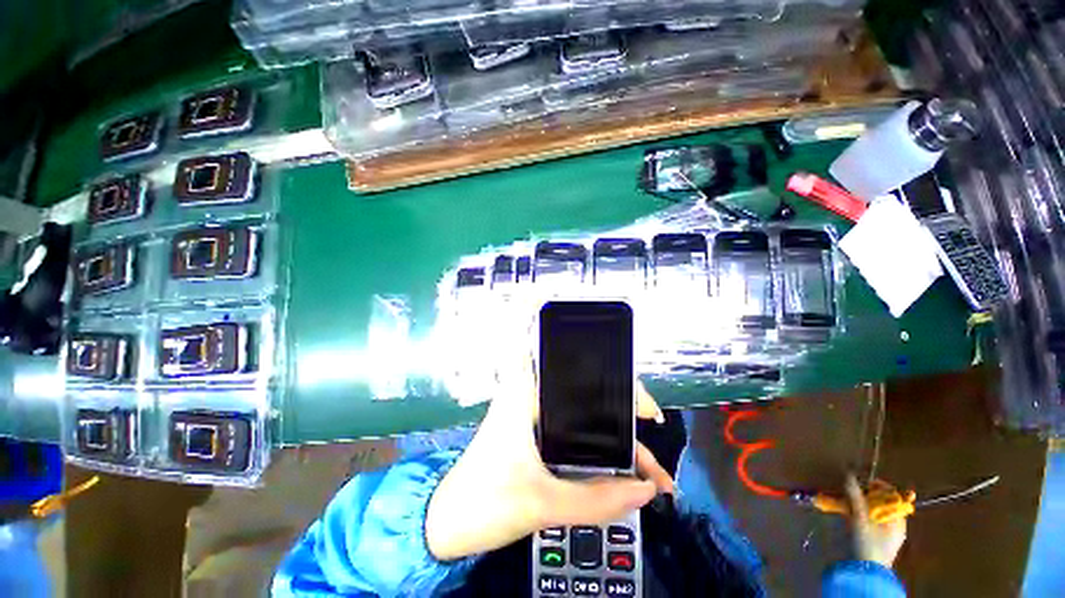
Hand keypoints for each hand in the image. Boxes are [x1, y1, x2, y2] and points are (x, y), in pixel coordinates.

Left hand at [425, 358, 673, 560]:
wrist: (446, 523)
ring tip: (648, 469)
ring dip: (616, 439)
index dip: (614, 378)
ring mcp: (535, 415)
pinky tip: (620, 469)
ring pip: (586, 417)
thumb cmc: (484, 503)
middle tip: (653, 433)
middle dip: (624, 415)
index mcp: (527, 393)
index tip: (642, 405)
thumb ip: (596, 499)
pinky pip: (577, 433)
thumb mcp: (541, 503)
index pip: (577, 368)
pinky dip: (600, 449)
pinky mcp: (537, 433)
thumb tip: (645, 490)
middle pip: (589, 393)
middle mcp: (532, 395)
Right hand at [844, 474, 906, 567]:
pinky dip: (861, 515)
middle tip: (852, 491)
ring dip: (862, 504)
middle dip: (867, 495)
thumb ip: (855, 497)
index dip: (879, 486)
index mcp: (898, 519)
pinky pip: (872, 522)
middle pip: (883, 504)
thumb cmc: (868, 543)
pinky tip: (850, 515)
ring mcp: (888, 534)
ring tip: (847, 501)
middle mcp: (896, 525)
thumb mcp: (860, 518)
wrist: (867, 571)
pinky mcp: (878, 541)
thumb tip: (849, 475)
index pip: (893, 496)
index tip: (864, 481)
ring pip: (876, 512)